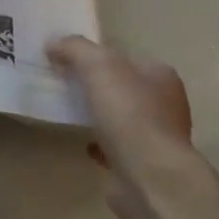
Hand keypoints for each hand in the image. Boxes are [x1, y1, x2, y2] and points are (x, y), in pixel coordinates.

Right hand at [47, 35, 196, 218]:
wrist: (148, 175)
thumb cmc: (129, 114)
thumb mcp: (98, 67)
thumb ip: (75, 49)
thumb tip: (54, 43)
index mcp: (160, 76)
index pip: (125, 59)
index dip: (96, 58)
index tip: (66, 63)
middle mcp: (164, 104)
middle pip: (122, 88)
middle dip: (95, 88)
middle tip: (62, 87)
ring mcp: (155, 136)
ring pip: (119, 118)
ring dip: (97, 116)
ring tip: (67, 115)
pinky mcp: (142, 164)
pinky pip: (115, 147)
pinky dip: (99, 144)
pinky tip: (82, 144)